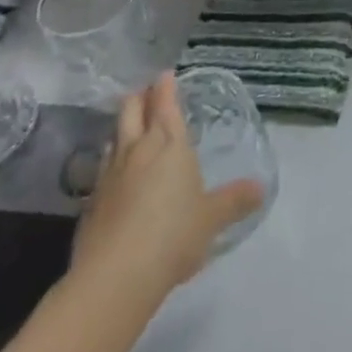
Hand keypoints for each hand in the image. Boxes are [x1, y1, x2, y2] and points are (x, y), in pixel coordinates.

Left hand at [68, 74, 264, 302]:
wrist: (115, 277)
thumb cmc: (173, 235)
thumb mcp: (213, 218)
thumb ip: (235, 200)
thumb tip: (261, 188)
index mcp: (170, 144)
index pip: (166, 104)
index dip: (165, 86)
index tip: (166, 74)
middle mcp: (137, 150)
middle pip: (132, 110)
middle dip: (139, 97)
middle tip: (146, 91)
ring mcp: (109, 174)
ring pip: (113, 136)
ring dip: (122, 127)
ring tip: (130, 127)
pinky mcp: (91, 202)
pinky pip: (102, 168)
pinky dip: (111, 160)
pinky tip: (116, 173)